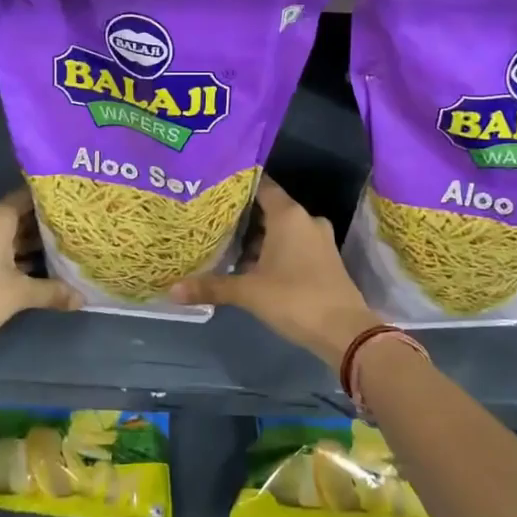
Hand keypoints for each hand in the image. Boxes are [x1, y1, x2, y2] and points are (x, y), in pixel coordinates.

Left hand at [0, 190, 78, 357]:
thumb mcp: (20, 293)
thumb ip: (53, 291)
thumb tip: (83, 298)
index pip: (31, 196)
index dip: (55, 200)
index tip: (77, 204)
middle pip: (22, 216)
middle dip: (48, 225)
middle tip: (79, 228)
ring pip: (11, 236)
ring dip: (34, 244)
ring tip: (67, 249)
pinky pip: (0, 250)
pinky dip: (18, 257)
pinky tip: (41, 269)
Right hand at [172, 177, 378, 368]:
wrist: (345, 331)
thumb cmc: (295, 299)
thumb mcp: (249, 292)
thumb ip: (212, 287)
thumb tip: (171, 291)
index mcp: (288, 214)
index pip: (260, 185)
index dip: (238, 185)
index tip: (214, 187)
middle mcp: (305, 219)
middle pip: (268, 208)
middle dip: (242, 215)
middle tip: (211, 219)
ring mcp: (318, 239)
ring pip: (281, 228)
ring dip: (257, 237)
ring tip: (225, 244)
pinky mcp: (323, 258)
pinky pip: (293, 244)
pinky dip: (273, 249)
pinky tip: (250, 264)